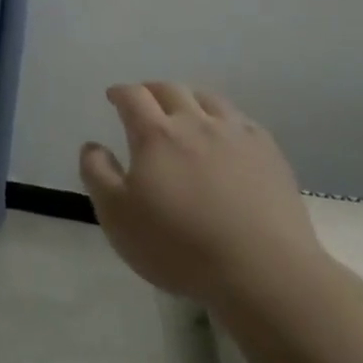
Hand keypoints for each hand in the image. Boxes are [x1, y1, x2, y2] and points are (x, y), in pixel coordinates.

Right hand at [79, 83, 329, 308]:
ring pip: (209, 100)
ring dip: (190, 99)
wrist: (263, 272)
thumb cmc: (178, 246)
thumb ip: (97, 174)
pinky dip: (225, 119)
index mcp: (155, 135)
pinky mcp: (270, 155)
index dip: (120, 92)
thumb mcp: (117, 216)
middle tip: (144, 101)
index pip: (133, 97)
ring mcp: (237, 136)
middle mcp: (196, 123)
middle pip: (171, 90)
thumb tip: (92, 146)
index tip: (113, 96)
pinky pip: (242, 122)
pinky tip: (226, 135)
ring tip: (184, 111)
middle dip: (151, 90)